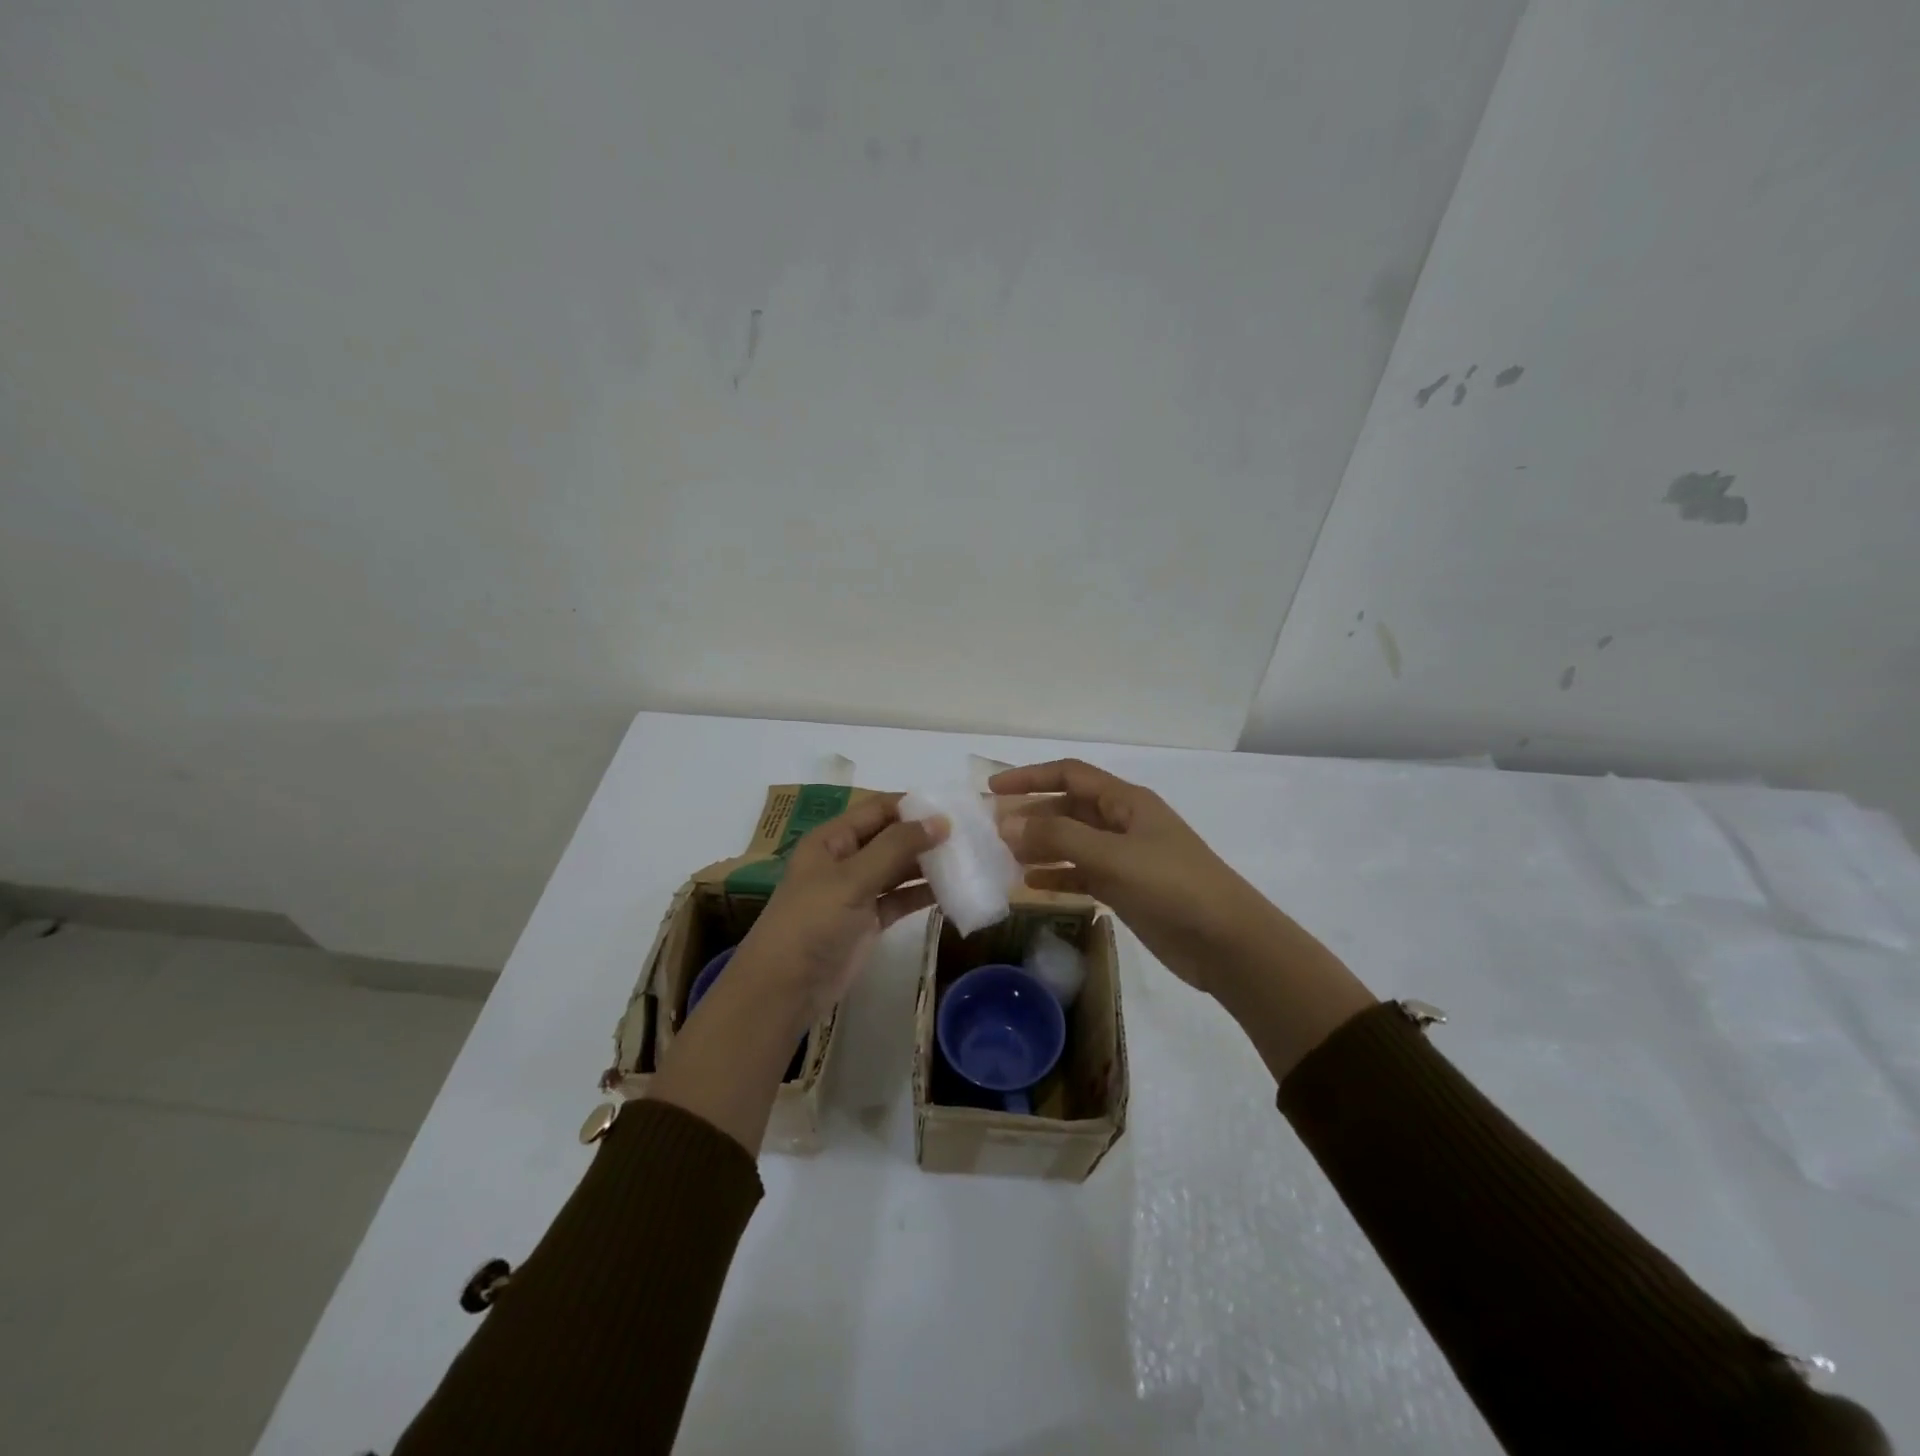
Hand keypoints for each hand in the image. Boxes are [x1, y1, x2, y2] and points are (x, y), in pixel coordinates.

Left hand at [726, 794, 948, 1035]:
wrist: (784, 989)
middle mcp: (846, 859)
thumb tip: (941, 821)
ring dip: (929, 865)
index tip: (954, 808)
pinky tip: (954, 891)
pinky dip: (924, 895)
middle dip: (926, 835)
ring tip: (970, 859)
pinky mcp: (869, 921)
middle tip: (971, 835)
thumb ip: (896, 848)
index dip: (913, 806)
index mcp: (832, 838)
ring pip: (899, 869)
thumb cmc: (812, 922)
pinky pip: (901, 899)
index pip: (878, 809)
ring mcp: (858, 891)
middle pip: (892, 837)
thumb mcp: (852, 879)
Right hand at [990, 759, 1291, 998]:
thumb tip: (1006, 823)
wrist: (1227, 942)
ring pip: (1072, 843)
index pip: (1070, 775)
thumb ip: (1057, 838)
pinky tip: (1030, 886)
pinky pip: (1082, 874)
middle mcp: (1123, 823)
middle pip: (1068, 808)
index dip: (1030, 777)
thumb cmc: (1172, 886)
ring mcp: (1125, 857)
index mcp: (1125, 801)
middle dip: (1031, 815)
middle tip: (991, 830)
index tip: (993, 788)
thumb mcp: (1112, 856)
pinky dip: (1057, 876)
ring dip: (1040, 846)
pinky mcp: (1126, 889)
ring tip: (1004, 858)